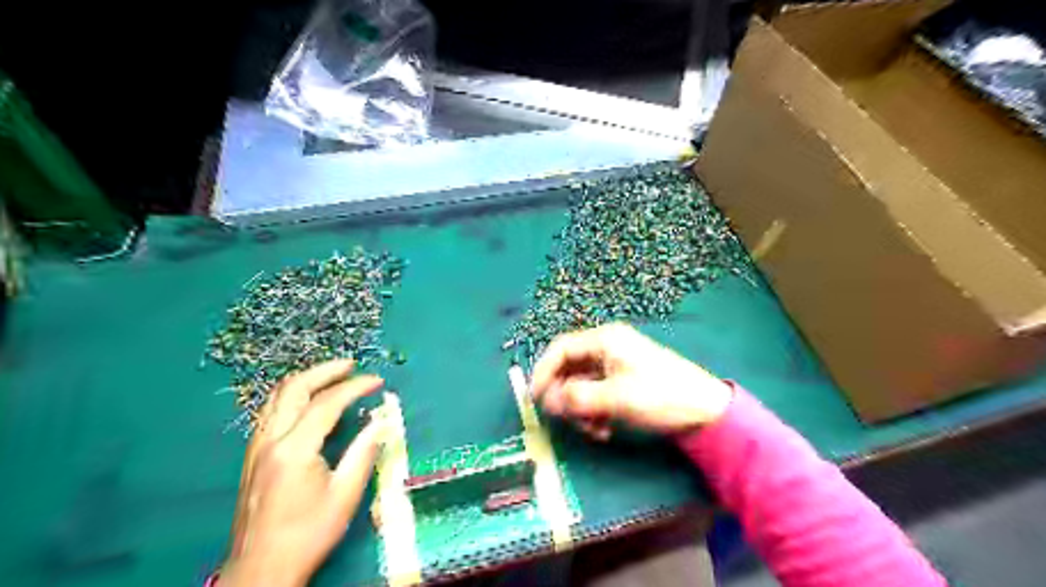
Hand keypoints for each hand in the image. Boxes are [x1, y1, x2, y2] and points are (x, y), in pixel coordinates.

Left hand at [223, 359, 385, 583]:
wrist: (260, 569)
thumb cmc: (308, 534)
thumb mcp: (345, 495)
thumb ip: (364, 452)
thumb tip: (383, 422)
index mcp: (295, 449)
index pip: (327, 403)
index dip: (355, 387)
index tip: (378, 381)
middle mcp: (270, 440)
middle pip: (293, 388)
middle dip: (325, 370)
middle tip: (352, 365)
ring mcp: (257, 446)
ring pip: (277, 396)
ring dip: (307, 379)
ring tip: (333, 376)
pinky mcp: (253, 455)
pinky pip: (272, 410)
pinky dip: (293, 395)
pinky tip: (310, 402)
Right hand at [533, 323, 728, 436]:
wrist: (707, 412)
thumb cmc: (660, 396)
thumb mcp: (616, 398)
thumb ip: (578, 398)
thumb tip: (549, 401)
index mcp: (605, 341)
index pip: (561, 349)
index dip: (543, 371)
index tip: (534, 398)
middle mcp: (607, 348)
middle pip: (570, 369)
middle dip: (565, 397)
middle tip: (564, 420)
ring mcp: (616, 366)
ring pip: (582, 386)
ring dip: (581, 410)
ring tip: (593, 430)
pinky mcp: (624, 383)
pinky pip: (597, 395)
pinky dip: (594, 413)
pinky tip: (604, 431)